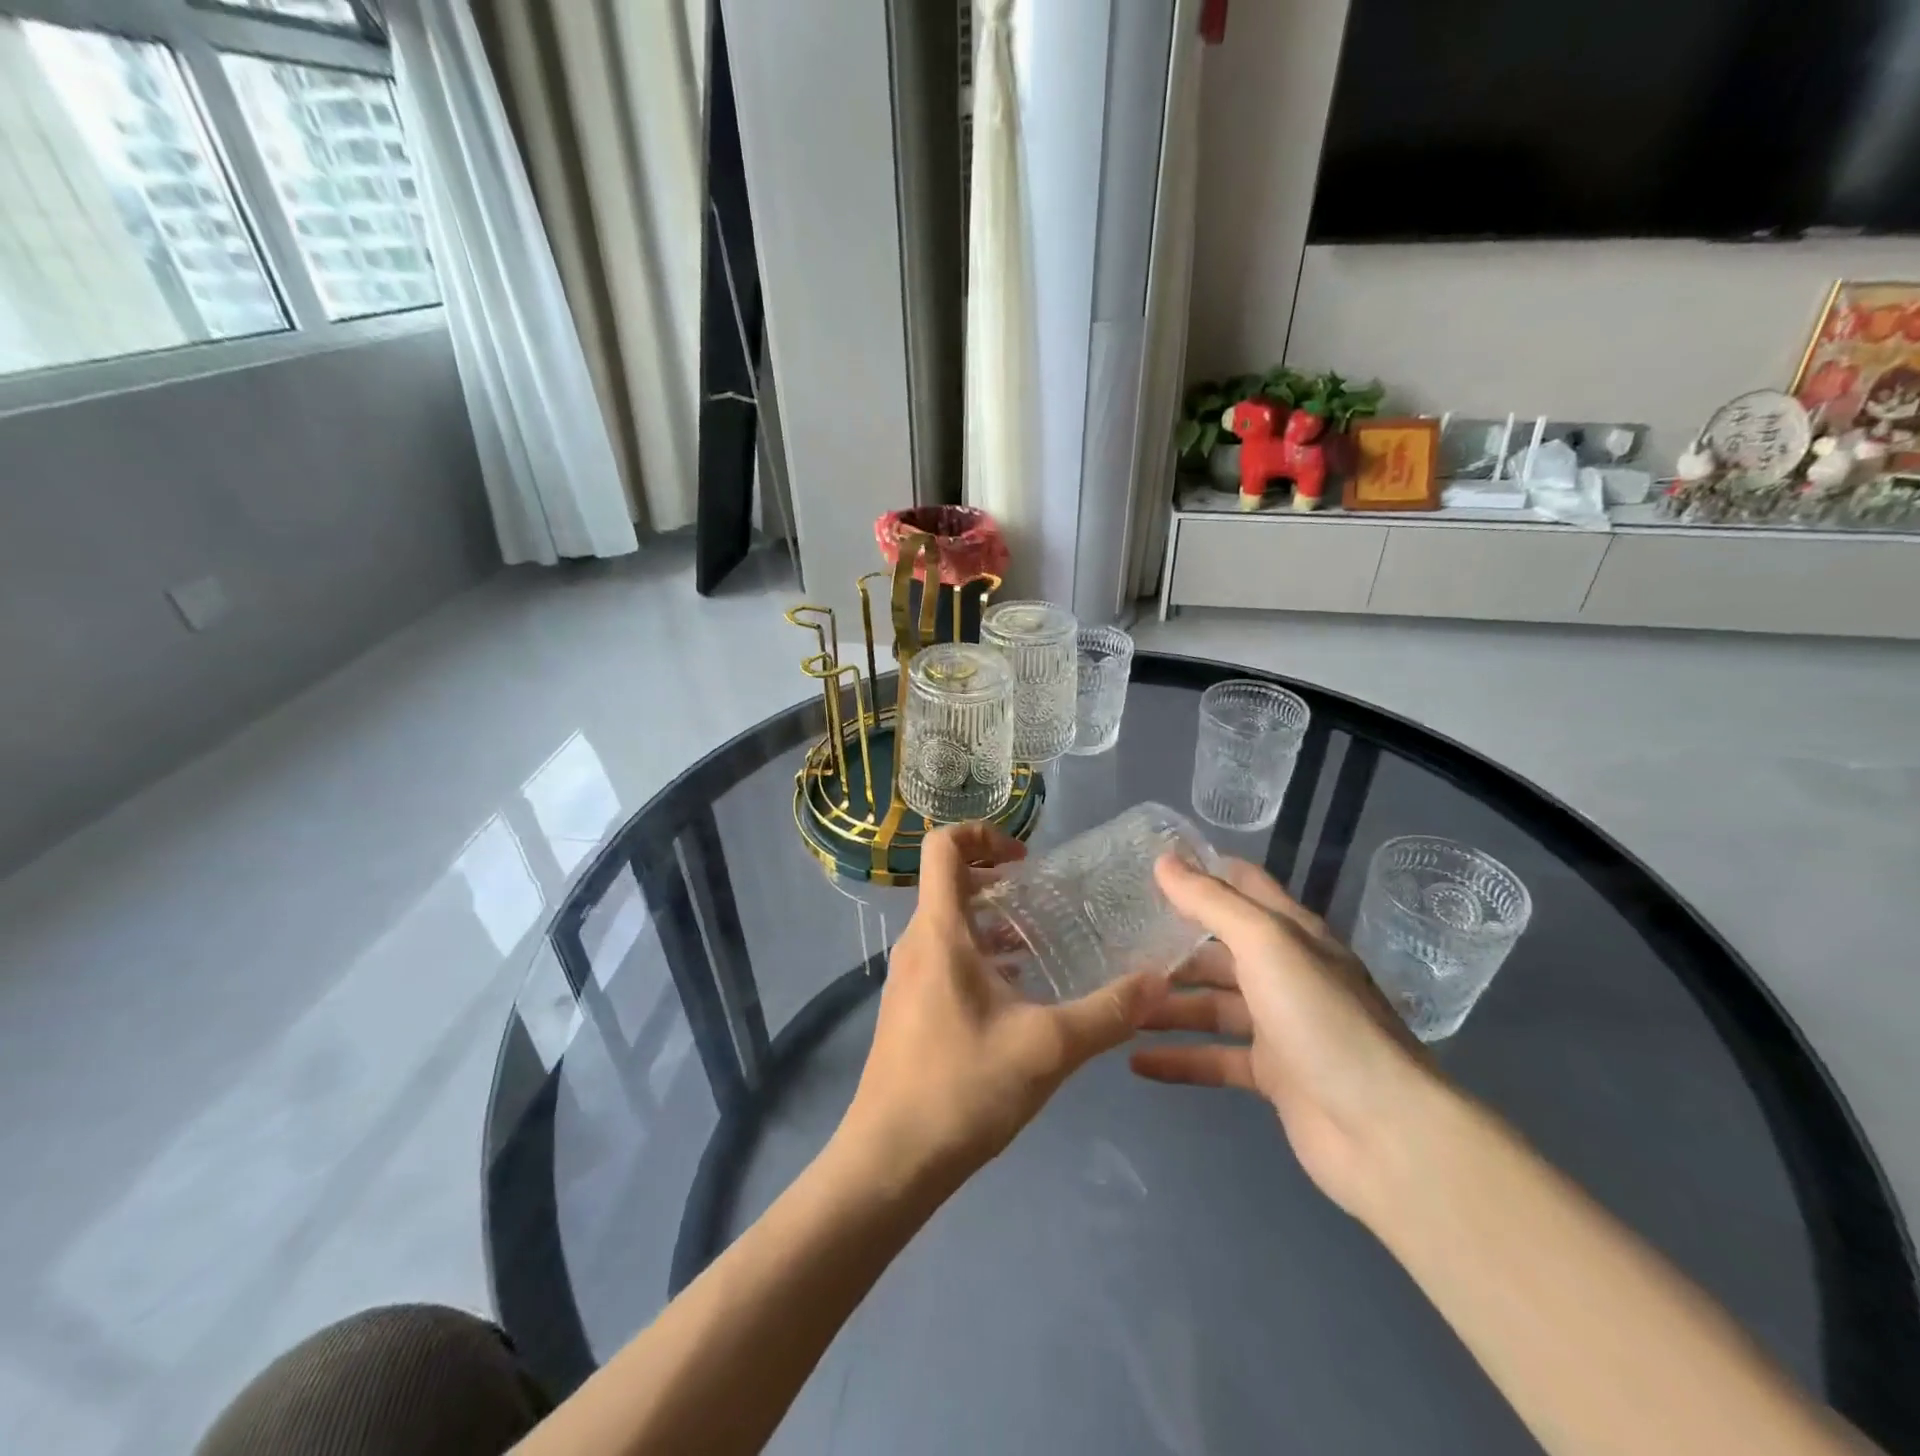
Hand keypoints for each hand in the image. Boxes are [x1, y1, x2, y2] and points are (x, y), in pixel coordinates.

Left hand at [837, 822, 1166, 1196]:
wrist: (890, 1162)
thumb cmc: (962, 1089)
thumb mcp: (1048, 1048)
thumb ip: (1108, 1013)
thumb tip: (1159, 980)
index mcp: (939, 932)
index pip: (943, 847)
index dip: (983, 835)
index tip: (1026, 862)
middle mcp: (917, 943)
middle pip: (950, 884)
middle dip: (999, 882)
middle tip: (1048, 902)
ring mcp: (908, 978)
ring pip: (950, 925)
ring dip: (993, 924)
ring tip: (1043, 946)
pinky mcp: (910, 1009)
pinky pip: (945, 959)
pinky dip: (981, 957)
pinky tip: (1019, 996)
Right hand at [1130, 854, 1433, 1217]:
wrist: (1383, 1131)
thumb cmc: (1321, 1018)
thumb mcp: (1265, 944)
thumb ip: (1212, 903)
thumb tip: (1164, 861)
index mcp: (1292, 934)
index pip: (1244, 887)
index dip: (1202, 873)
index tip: (1149, 867)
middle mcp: (1286, 973)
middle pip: (1219, 951)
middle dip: (1172, 948)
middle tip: (1115, 946)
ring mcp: (1280, 1026)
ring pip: (1212, 1006)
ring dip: (1168, 1006)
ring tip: (1118, 1006)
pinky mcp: (1273, 1076)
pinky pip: (1215, 1059)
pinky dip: (1179, 1059)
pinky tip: (1136, 1062)